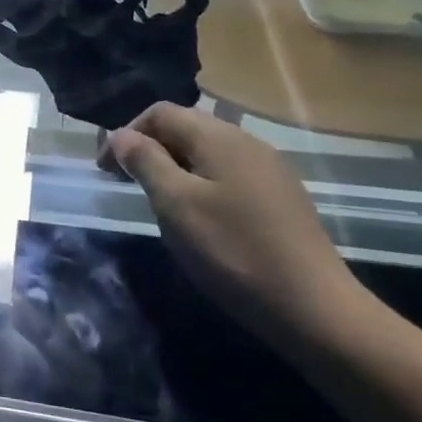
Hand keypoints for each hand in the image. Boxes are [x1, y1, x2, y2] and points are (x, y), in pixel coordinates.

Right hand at [104, 103, 369, 343]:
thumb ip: (145, 162)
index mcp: (219, 137)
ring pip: (208, 152)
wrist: (315, 309)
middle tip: (127, 184)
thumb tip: (121, 135)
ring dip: (174, 167)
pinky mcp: (281, 199)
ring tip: (159, 202)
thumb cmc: (233, 251)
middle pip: (186, 127)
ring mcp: (269, 170)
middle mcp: (247, 142)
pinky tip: (201, 219)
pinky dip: (201, 184)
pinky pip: (229, 174)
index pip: (160, 112)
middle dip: (149, 148)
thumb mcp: (176, 205)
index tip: (106, 171)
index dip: (126, 133)